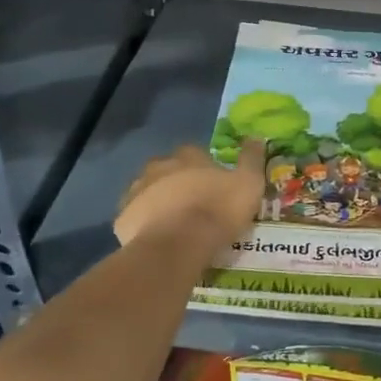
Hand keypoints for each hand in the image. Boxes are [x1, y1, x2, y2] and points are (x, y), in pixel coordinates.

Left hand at [115, 140, 264, 250]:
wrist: (178, 244)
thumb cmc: (217, 210)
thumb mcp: (248, 183)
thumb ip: (252, 159)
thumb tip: (256, 136)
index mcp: (188, 157)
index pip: (194, 152)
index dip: (203, 165)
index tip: (212, 180)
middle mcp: (159, 167)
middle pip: (167, 169)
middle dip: (176, 180)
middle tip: (191, 201)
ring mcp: (137, 192)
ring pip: (147, 191)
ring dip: (158, 200)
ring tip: (173, 222)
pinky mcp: (123, 218)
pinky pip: (134, 218)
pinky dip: (143, 224)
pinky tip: (156, 238)